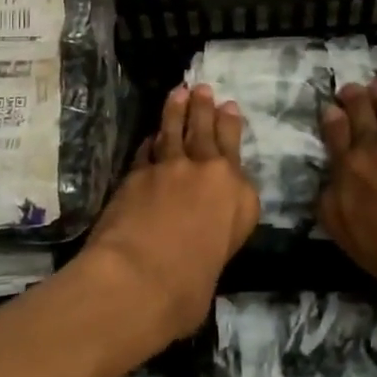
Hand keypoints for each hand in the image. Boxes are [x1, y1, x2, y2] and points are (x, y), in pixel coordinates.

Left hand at [82, 85, 258, 341]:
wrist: (142, 277)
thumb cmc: (190, 287)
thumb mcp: (221, 260)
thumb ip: (218, 233)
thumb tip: (204, 232)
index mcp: (239, 197)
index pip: (235, 153)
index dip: (230, 127)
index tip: (229, 107)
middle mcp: (209, 174)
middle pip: (207, 133)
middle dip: (206, 109)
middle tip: (204, 89)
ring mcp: (170, 169)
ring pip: (175, 131)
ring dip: (177, 110)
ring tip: (179, 92)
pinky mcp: (137, 173)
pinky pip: (147, 149)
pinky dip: (151, 140)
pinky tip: (151, 134)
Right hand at [317, 79, 376, 336]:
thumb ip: (376, 246)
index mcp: (339, 211)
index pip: (327, 186)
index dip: (334, 168)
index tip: (339, 157)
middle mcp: (355, 171)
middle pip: (344, 133)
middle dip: (344, 113)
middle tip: (346, 95)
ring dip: (374, 98)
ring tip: (375, 85)